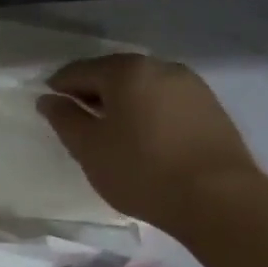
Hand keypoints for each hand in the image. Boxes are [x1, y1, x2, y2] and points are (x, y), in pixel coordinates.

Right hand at [37, 54, 260, 232]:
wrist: (219, 199)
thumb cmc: (141, 170)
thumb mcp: (88, 147)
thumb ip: (64, 118)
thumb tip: (48, 99)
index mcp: (126, 71)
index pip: (78, 71)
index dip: (58, 88)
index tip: (50, 109)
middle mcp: (161, 67)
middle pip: (113, 74)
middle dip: (91, 93)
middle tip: (78, 122)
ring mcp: (191, 85)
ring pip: (142, 87)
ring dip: (121, 103)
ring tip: (111, 133)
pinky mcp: (211, 107)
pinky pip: (165, 100)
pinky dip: (147, 111)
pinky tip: (143, 138)